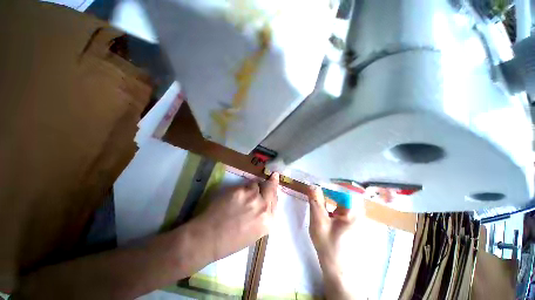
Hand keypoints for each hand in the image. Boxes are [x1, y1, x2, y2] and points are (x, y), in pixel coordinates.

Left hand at [190, 173, 279, 262]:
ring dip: (253, 187)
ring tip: (244, 194)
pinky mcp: (240, 190)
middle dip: (272, 182)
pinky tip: (234, 196)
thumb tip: (265, 199)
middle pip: (271, 188)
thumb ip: (263, 214)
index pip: (275, 200)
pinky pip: (245, 185)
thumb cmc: (232, 240)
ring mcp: (252, 197)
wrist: (209, 238)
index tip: (275, 182)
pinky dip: (242, 188)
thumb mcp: (255, 231)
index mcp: (268, 221)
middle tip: (273, 175)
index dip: (274, 191)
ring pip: (256, 184)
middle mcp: (263, 207)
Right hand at [308, 186, 356, 299]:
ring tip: (317, 195)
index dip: (330, 184)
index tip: (317, 184)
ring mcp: (354, 216)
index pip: (344, 189)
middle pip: (343, 192)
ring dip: (329, 195)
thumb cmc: (328, 245)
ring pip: (341, 198)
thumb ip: (315, 201)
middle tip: (315, 189)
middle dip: (328, 189)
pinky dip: (330, 202)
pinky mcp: (350, 220)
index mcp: (354, 212)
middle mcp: (357, 212)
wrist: (336, 268)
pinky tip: (322, 205)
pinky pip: (340, 205)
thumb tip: (312, 185)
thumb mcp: (318, 221)